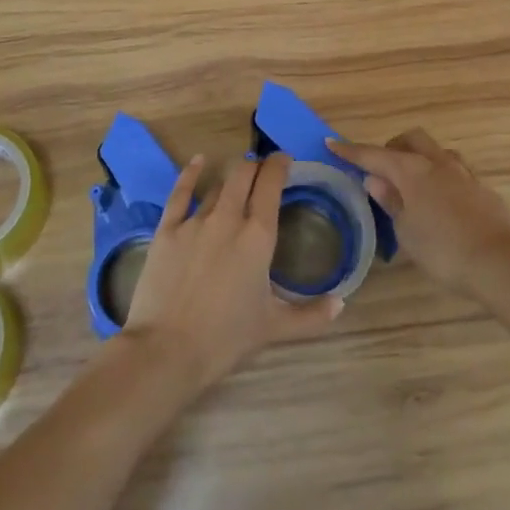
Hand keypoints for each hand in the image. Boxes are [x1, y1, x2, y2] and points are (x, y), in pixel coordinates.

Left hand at [123, 152, 342, 397]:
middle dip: (255, 166)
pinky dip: (191, 173)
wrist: (168, 350)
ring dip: (230, 177)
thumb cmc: (226, 338)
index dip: (279, 165)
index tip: (285, 160)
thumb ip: (311, 315)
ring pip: (217, 184)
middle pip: (243, 174)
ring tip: (237, 177)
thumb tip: (341, 304)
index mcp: (258, 236)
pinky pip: (180, 192)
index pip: (271, 184)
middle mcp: (228, 218)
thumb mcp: (274, 328)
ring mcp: (195, 221)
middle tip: (262, 171)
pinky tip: (198, 161)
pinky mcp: (168, 229)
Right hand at [329, 130, 509, 297]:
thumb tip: (375, 180)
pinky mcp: (481, 188)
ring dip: (421, 158)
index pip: (373, 155)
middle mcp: (437, 162)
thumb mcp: (406, 232)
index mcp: (411, 171)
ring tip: (413, 182)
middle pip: (411, 139)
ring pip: (437, 151)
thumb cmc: (442, 250)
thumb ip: (391, 202)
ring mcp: (463, 172)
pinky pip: (456, 171)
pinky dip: (441, 178)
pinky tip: (442, 200)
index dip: (351, 150)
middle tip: (382, 166)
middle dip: (393, 146)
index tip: (332, 143)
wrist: (498, 262)